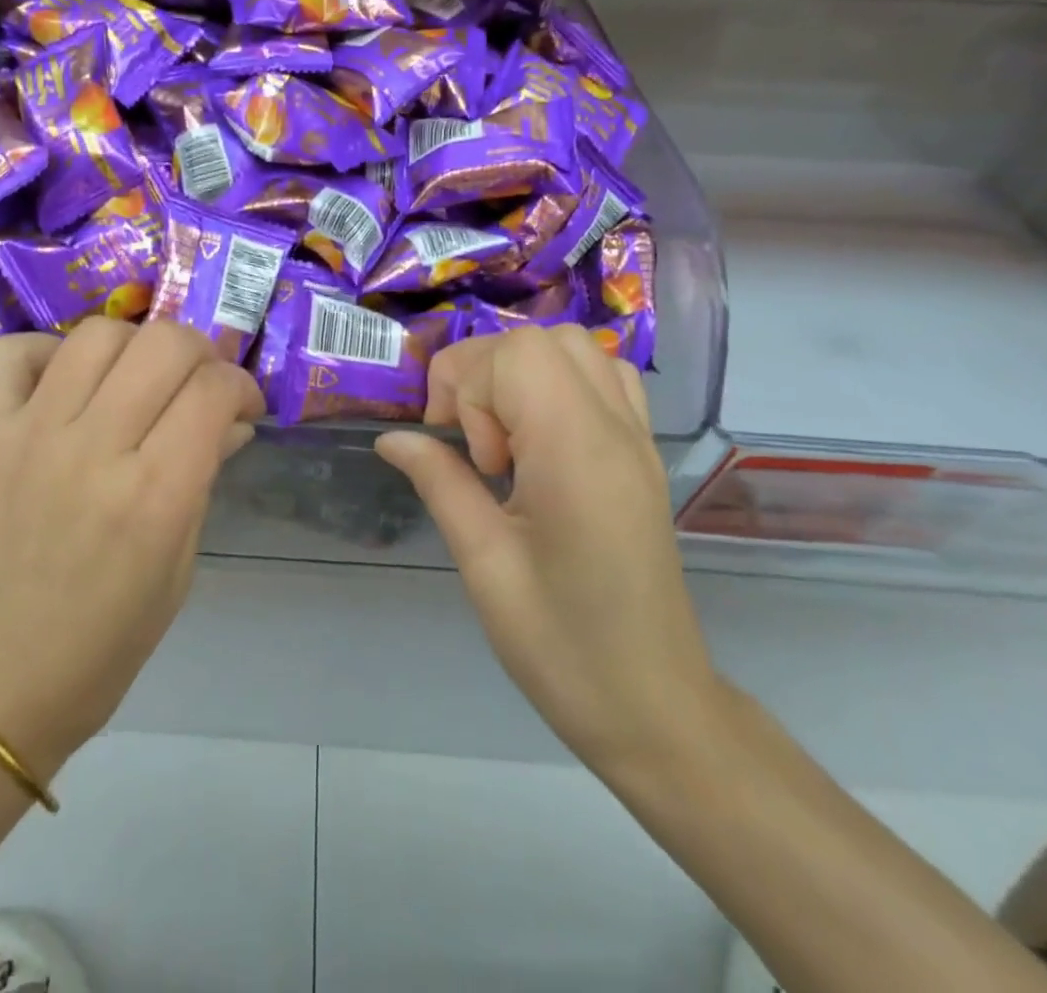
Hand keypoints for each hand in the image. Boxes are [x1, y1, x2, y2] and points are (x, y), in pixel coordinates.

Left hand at [0, 319, 263, 776]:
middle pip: (163, 344)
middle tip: (197, 384)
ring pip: (95, 335)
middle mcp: (95, 451)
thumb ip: (205, 478)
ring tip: (134, 378)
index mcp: (155, 496)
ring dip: (133, 345)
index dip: (241, 386)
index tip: (241, 407)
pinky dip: (40, 351)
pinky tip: (61, 381)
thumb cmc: (107, 641)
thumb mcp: (180, 567)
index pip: (214, 390)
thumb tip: (232, 420)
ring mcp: (31, 437)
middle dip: (199, 351)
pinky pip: (6, 355)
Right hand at [375, 326, 720, 772]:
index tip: (460, 452)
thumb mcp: (484, 563)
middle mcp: (614, 428)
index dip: (466, 387)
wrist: (654, 707)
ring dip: (520, 375)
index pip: (515, 355)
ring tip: (504, 440)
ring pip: (574, 349)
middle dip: (485, 375)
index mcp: (576, 450)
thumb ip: (439, 482)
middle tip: (473, 447)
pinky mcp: (641, 455)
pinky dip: (559, 384)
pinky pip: (603, 378)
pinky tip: (539, 438)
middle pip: (540, 340)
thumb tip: (392, 438)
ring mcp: (636, 438)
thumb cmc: (561, 645)